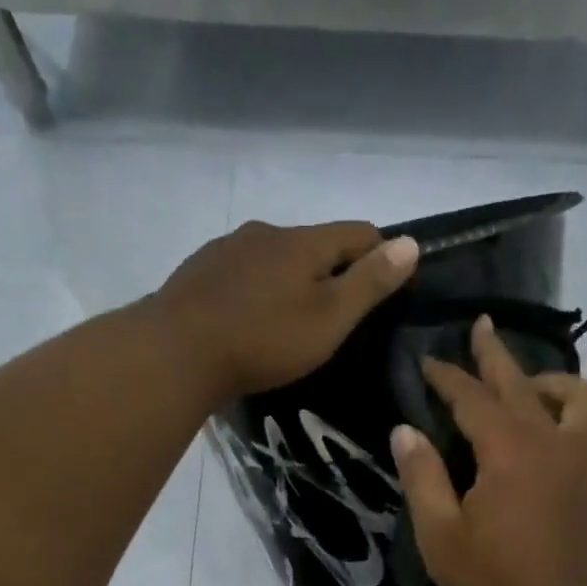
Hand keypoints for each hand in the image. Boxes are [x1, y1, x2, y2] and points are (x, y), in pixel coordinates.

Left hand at [145, 220, 419, 399]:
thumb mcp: (329, 318)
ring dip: (292, 280)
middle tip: (340, 316)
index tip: (390, 288)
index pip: (359, 232)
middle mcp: (265, 233)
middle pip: (315, 244)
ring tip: (291, 322)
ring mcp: (226, 249)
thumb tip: (411, 243)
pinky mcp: (198, 272)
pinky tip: (250, 321)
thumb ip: (370, 283)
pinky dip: (257, 291)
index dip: (382, 255)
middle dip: (334, 271)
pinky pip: (242, 274)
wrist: (175, 353)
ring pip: (275, 258)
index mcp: (303, 241)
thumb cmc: (264, 339)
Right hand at [391, 316, 586, 585]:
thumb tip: (406, 430)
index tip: (427, 362)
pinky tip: (547, 426)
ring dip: (547, 380)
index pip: (473, 399)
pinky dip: (570, 407)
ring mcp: (581, 458)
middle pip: (522, 383)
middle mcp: (551, 442)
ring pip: (577, 394)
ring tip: (523, 386)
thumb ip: (423, 477)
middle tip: (480, 327)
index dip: (448, 377)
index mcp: (509, 453)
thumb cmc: (491, 580)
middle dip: (495, 354)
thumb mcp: (440, 534)